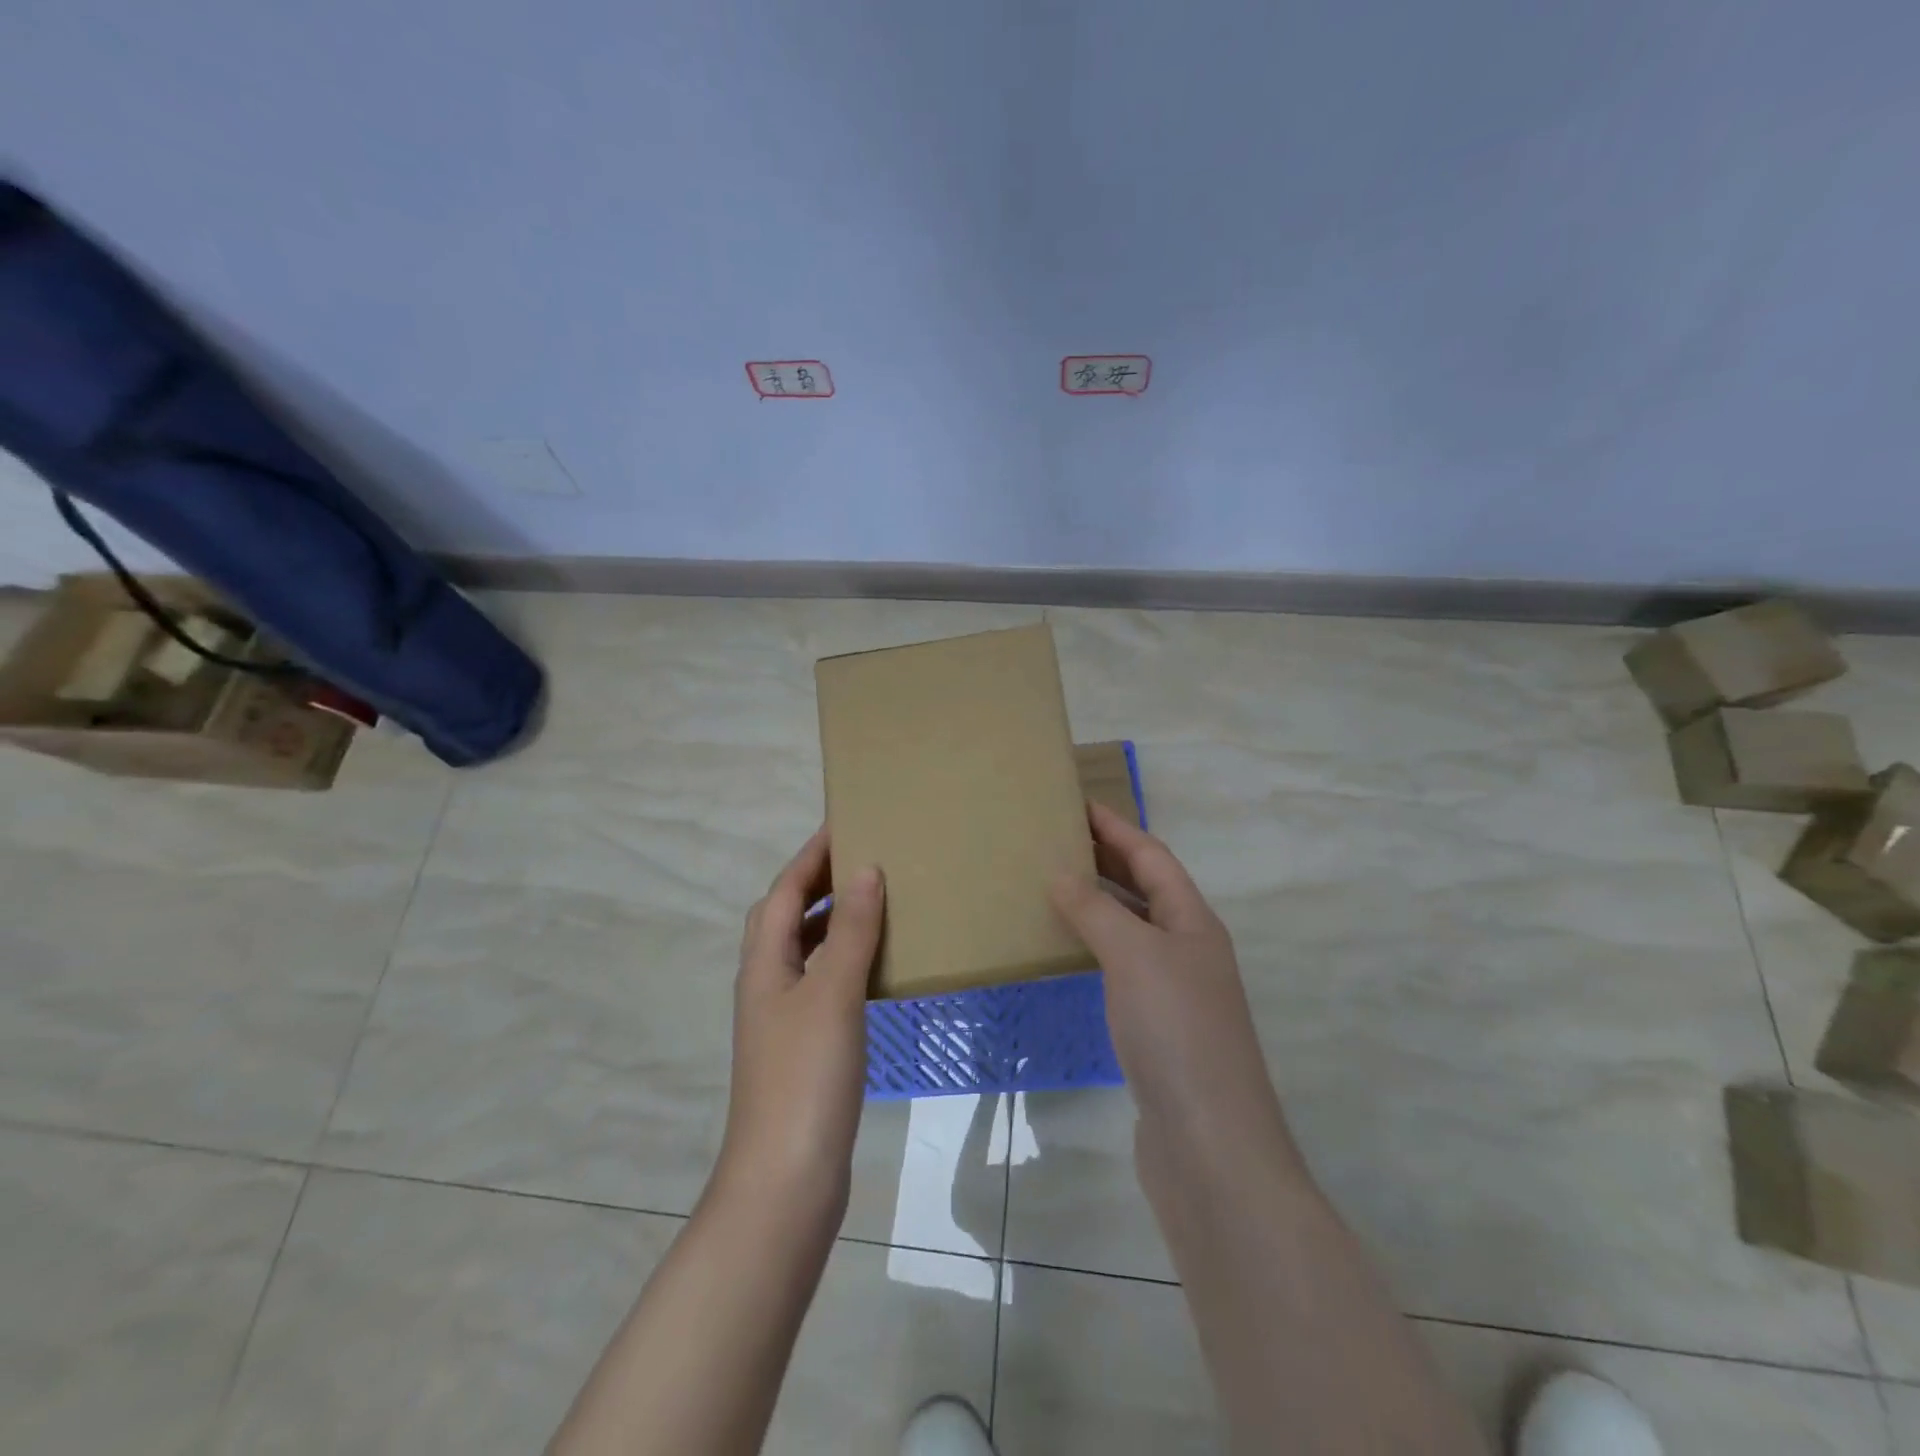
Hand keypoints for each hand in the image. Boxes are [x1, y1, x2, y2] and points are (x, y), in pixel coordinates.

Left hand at [717, 827, 884, 1213]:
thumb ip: (850, 932)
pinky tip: (877, 967)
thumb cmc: (806, 1078)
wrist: (786, 1181)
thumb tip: (865, 870)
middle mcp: (767, 983)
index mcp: (763, 964)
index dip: (810, 856)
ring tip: (877, 902)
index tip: (844, 823)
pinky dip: (846, 961)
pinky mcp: (804, 1047)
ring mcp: (784, 1018)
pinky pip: (825, 982)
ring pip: (806, 951)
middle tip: (865, 857)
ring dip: (834, 921)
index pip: (783, 892)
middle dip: (819, 882)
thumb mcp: (832, 994)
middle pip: (786, 917)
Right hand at [1049, 802, 1294, 1163]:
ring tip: (1053, 886)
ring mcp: (1175, 991)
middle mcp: (1189, 949)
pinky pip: (1121, 968)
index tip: (1077, 804)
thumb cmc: (1177, 1034)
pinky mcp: (1156, 1029)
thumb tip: (1061, 875)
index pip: (1152, 857)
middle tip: (1057, 840)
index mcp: (1193, 922)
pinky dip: (1095, 948)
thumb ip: (1097, 912)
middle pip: (1146, 888)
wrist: (1210, 1146)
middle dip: (1107, 859)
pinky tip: (1068, 952)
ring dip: (1099, 903)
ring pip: (1133, 929)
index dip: (1116, 827)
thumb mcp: (1135, 957)